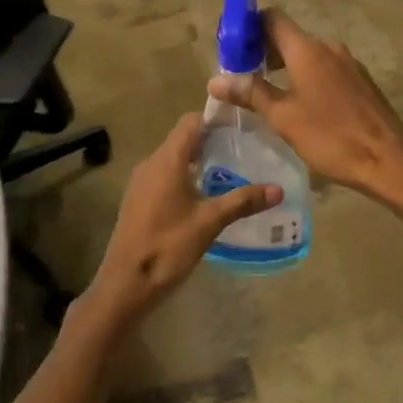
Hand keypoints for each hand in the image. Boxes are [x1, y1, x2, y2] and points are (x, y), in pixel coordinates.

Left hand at [82, 114, 282, 329]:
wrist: (124, 285)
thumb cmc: (167, 246)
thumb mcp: (209, 222)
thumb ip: (242, 201)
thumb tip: (278, 189)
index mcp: (167, 159)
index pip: (191, 121)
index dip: (214, 118)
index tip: (240, 124)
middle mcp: (151, 162)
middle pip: (182, 138)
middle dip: (210, 140)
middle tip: (242, 148)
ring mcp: (141, 181)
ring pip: (173, 157)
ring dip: (197, 159)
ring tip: (228, 170)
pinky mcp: (138, 199)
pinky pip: (164, 174)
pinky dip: (184, 175)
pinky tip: (203, 195)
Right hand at [207, 10, 402, 209]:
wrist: (390, 160)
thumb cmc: (331, 136)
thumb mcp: (283, 117)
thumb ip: (250, 93)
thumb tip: (215, 79)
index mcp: (306, 49)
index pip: (272, 18)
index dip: (249, 25)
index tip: (231, 44)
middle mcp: (328, 47)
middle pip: (289, 36)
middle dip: (264, 50)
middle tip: (242, 74)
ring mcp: (348, 63)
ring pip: (308, 54)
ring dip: (286, 66)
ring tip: (267, 92)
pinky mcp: (361, 81)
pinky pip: (325, 68)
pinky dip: (307, 76)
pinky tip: (301, 104)